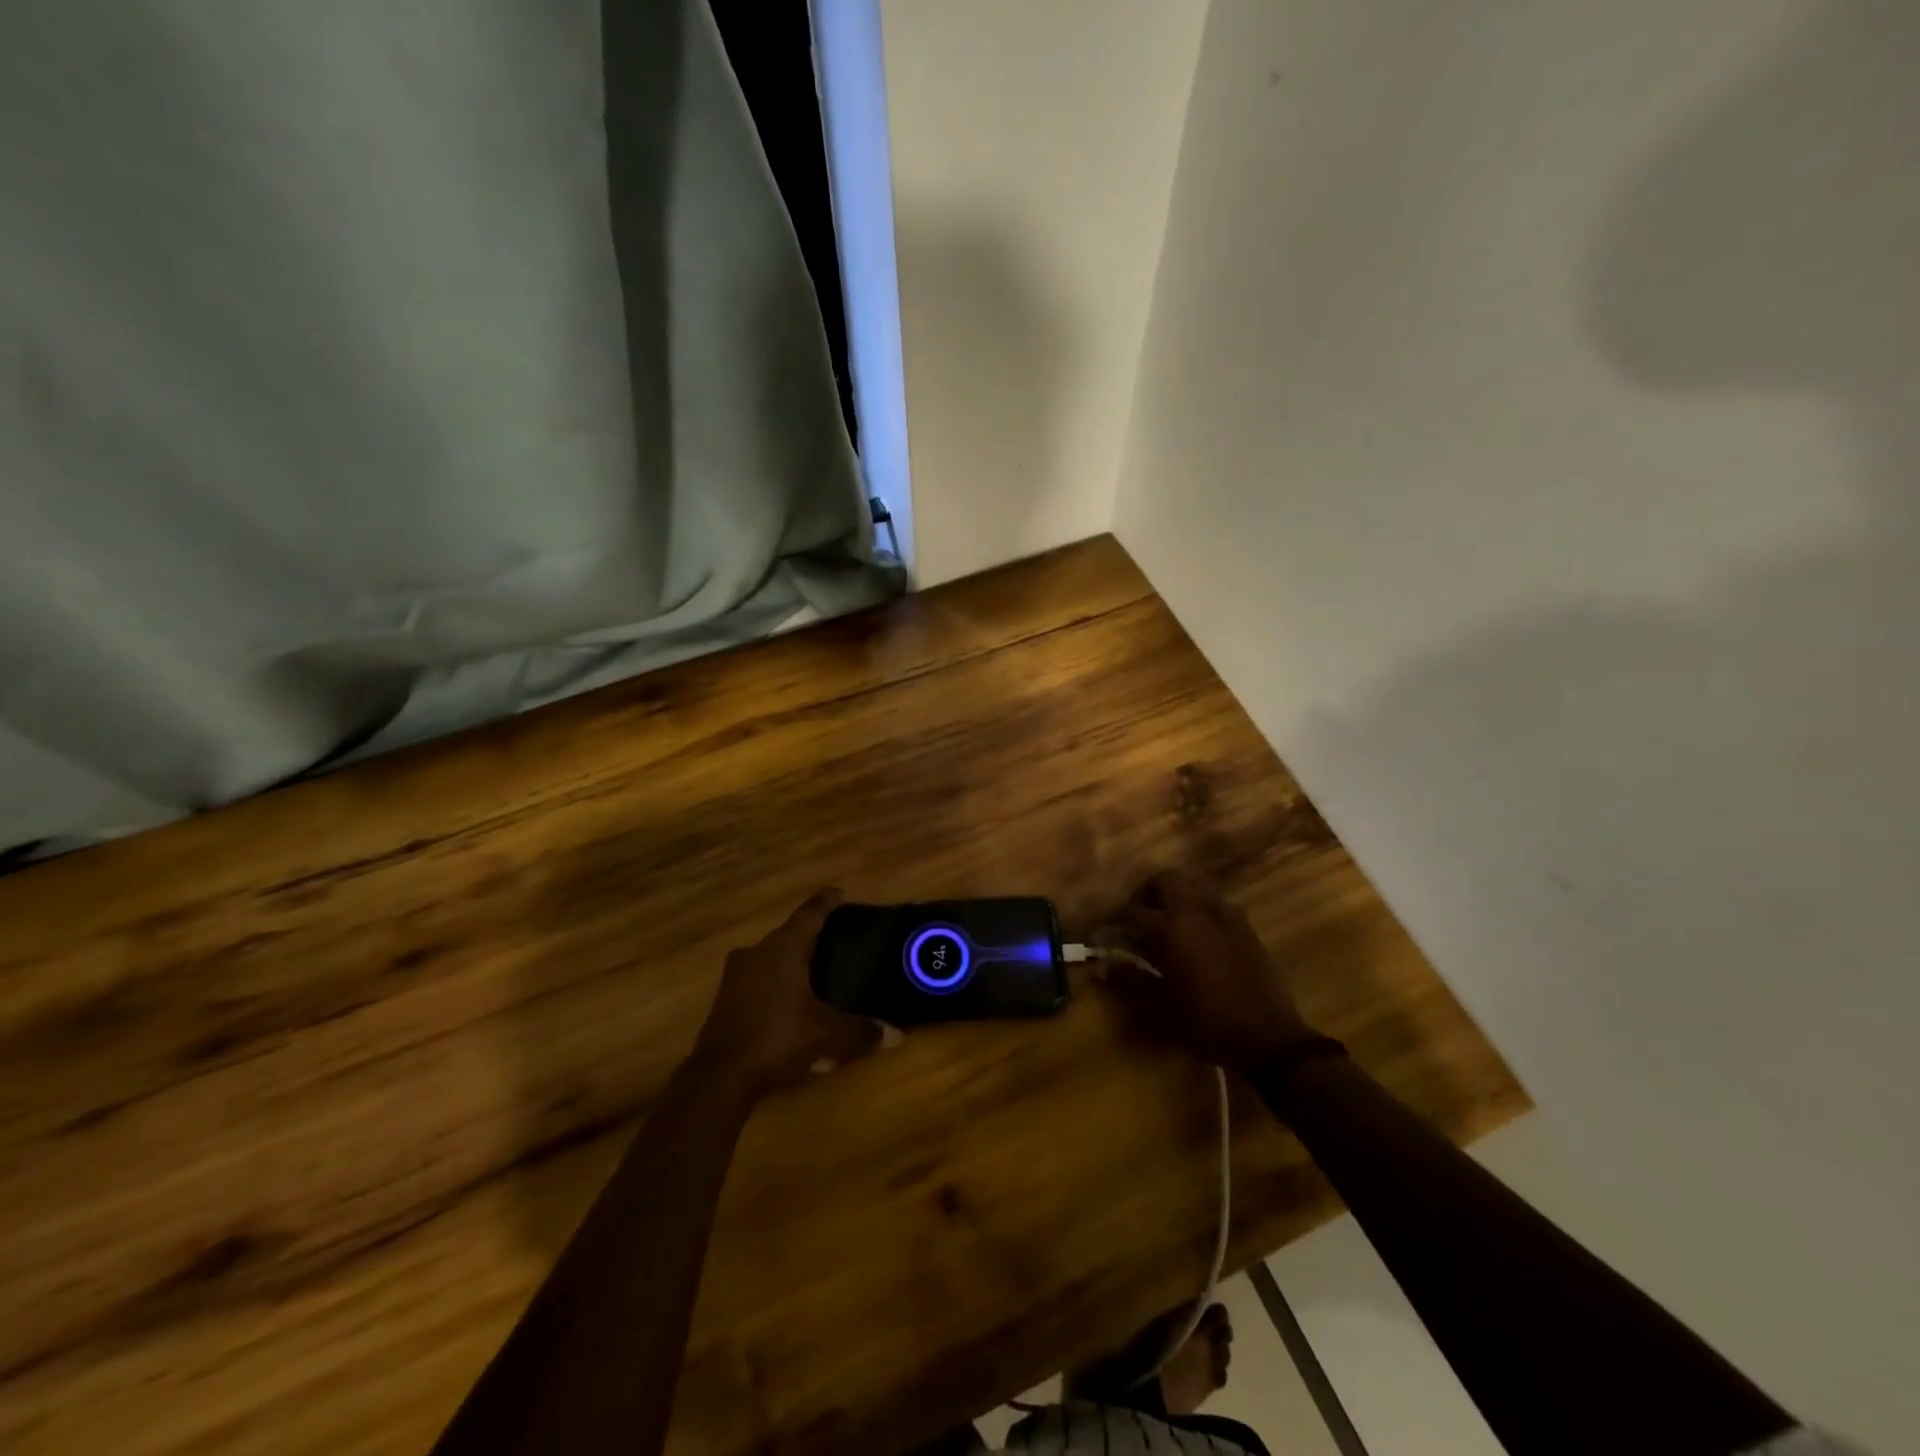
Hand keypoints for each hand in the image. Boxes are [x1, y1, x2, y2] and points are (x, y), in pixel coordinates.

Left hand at [691, 890, 888, 1097]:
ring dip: (792, 963)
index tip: (839, 893)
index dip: (827, 902)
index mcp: (783, 948)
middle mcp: (757, 952)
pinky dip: (777, 984)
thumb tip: (895, 1034)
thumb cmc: (777, 1039)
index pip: (809, 913)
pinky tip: (792, 1004)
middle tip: (837, 941)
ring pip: (771, 958)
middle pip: (789, 935)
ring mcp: (736, 975)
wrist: (719, 1078)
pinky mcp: (725, 999)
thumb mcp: (827, 1036)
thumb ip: (861, 1031)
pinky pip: (759, 980)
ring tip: (816, 974)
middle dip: (812, 937)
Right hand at [1104, 870, 1317, 1074]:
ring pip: (1192, 884)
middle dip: (1145, 894)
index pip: (1130, 911)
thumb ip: (1128, 981)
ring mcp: (1224, 913)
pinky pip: (1214, 900)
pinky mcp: (1244, 923)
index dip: (1113, 922)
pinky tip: (1197, 933)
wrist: (1268, 1037)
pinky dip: (1198, 906)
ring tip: (1166, 922)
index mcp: (1170, 927)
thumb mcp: (1159, 1007)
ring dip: (1174, 895)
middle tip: (1137, 918)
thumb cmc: (1206, 1023)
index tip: (1104, 934)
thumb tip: (1101, 968)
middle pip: (1163, 880)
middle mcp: (1196, 909)